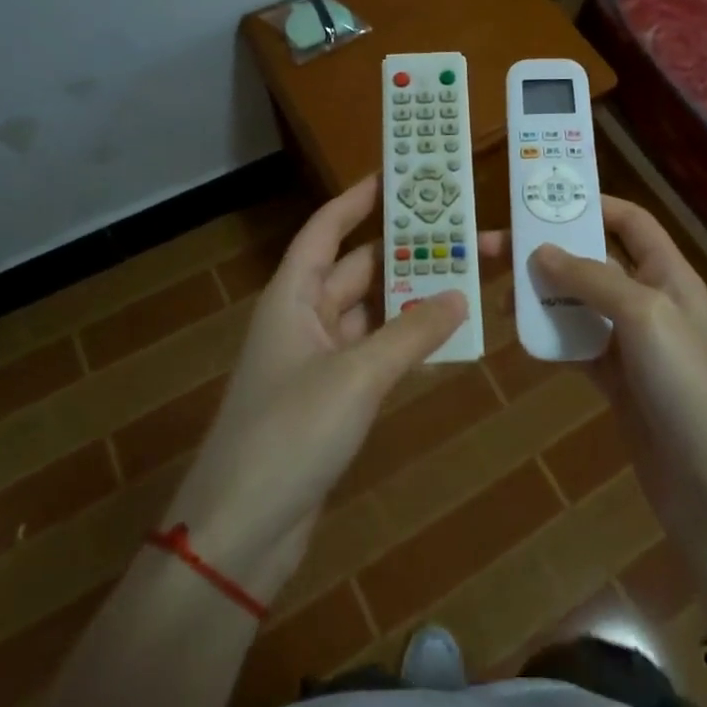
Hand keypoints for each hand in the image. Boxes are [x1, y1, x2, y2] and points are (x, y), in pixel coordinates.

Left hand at [161, 176, 502, 606]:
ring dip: (410, 296)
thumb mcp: (356, 376)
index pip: (326, 230)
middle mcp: (303, 319)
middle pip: (356, 268)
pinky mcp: (331, 400)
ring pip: (370, 312)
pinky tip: (444, 335)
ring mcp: (317, 361)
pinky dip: (406, 341)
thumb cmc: (289, 433)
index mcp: (292, 297)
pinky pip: (375, 353)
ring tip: (465, 274)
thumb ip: (411, 332)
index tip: (397, 174)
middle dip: (403, 249)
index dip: (356, 199)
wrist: (241, 532)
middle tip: (457, 228)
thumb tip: (461, 294)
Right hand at [531, 198, 706, 631]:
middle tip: (495, 250)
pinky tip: (522, 339)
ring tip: (499, 298)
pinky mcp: (619, 383)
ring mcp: (634, 345)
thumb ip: (592, 278)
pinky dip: (552, 338)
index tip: (541, 202)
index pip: (631, 222)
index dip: (592, 205)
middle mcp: (652, 301)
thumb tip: (541, 251)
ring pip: (581, 304)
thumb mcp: (643, 315)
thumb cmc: (685, 385)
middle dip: (549, 252)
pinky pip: (578, 346)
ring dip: (543, 296)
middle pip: (595, 261)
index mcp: (669, 275)